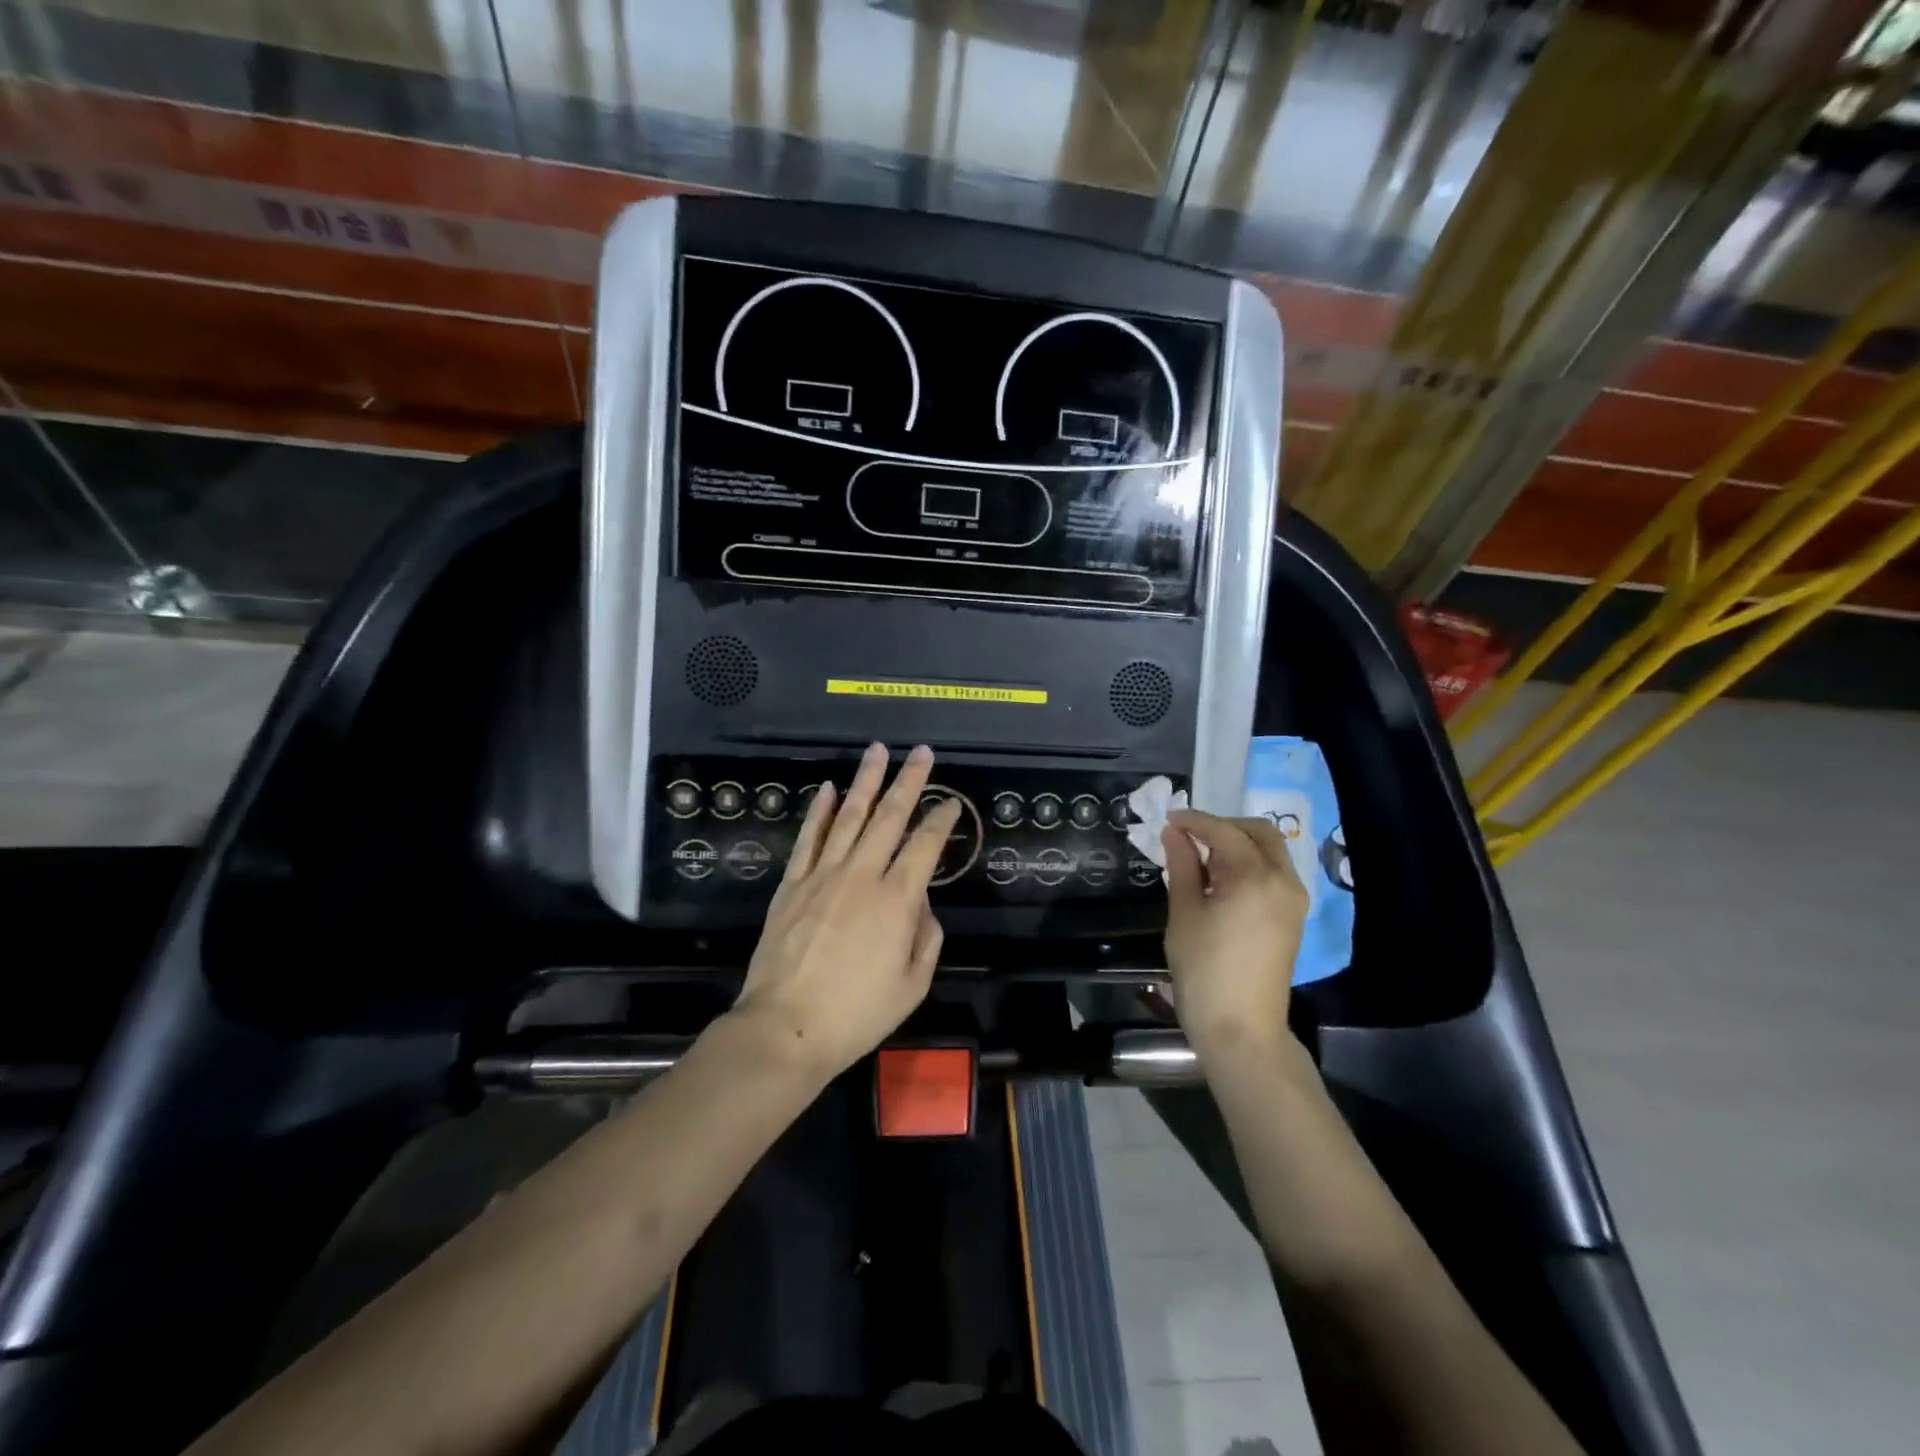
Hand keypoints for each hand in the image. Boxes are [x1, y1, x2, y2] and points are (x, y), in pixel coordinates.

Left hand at [732, 742, 961, 1080]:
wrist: (787, 1027)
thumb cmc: (857, 1014)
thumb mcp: (913, 985)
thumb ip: (926, 938)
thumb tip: (921, 905)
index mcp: (897, 900)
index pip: (925, 845)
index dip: (941, 819)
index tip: (951, 803)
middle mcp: (862, 875)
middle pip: (889, 817)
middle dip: (909, 781)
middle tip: (922, 753)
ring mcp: (823, 875)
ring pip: (849, 816)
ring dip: (866, 781)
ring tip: (878, 752)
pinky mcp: (793, 884)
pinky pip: (809, 838)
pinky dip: (821, 811)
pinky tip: (829, 789)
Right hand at [1161, 810, 1309, 1062]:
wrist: (1241, 1029)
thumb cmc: (1204, 970)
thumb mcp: (1185, 914)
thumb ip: (1182, 866)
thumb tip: (1174, 833)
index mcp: (1255, 877)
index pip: (1224, 831)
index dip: (1194, 821)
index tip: (1168, 820)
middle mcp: (1283, 881)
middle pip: (1259, 832)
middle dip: (1223, 826)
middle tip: (1189, 836)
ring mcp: (1293, 900)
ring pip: (1270, 851)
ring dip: (1237, 844)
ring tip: (1200, 859)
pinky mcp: (1292, 917)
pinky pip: (1273, 873)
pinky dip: (1249, 864)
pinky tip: (1220, 880)